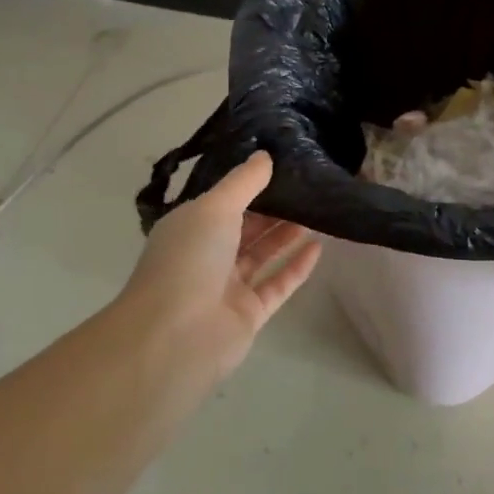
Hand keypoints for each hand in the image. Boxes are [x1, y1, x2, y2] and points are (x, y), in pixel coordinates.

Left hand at [116, 152, 321, 380]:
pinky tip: (318, 247)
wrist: (174, 338)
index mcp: (189, 228)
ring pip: (262, 254)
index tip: (282, 165)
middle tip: (308, 186)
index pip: (222, 202)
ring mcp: (227, 287)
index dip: (250, 184)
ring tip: (318, 211)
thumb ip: (244, 182)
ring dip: (286, 234)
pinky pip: (276, 285)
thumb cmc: (189, 260)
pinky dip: (296, 267)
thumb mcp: (215, 208)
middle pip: (245, 227)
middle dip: (273, 208)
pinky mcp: (248, 314)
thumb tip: (264, 155)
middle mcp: (206, 256)